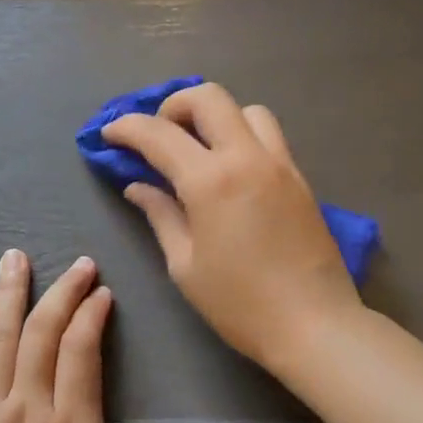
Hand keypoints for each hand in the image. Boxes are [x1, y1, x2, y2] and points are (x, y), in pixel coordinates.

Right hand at [103, 82, 363, 368]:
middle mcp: (247, 158)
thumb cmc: (239, 304)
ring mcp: (280, 164)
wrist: (313, 324)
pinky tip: (231, 171)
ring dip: (215, 117)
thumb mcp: (185, 265)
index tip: (109, 134)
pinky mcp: (300, 179)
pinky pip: (269, 137)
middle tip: (157, 136)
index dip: (127, 128)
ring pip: (246, 110)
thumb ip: (161, 216)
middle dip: (173, 106)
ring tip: (199, 150)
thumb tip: (138, 187)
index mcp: (211, 181)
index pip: (159, 134)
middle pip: (208, 97)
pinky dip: (242, 136)